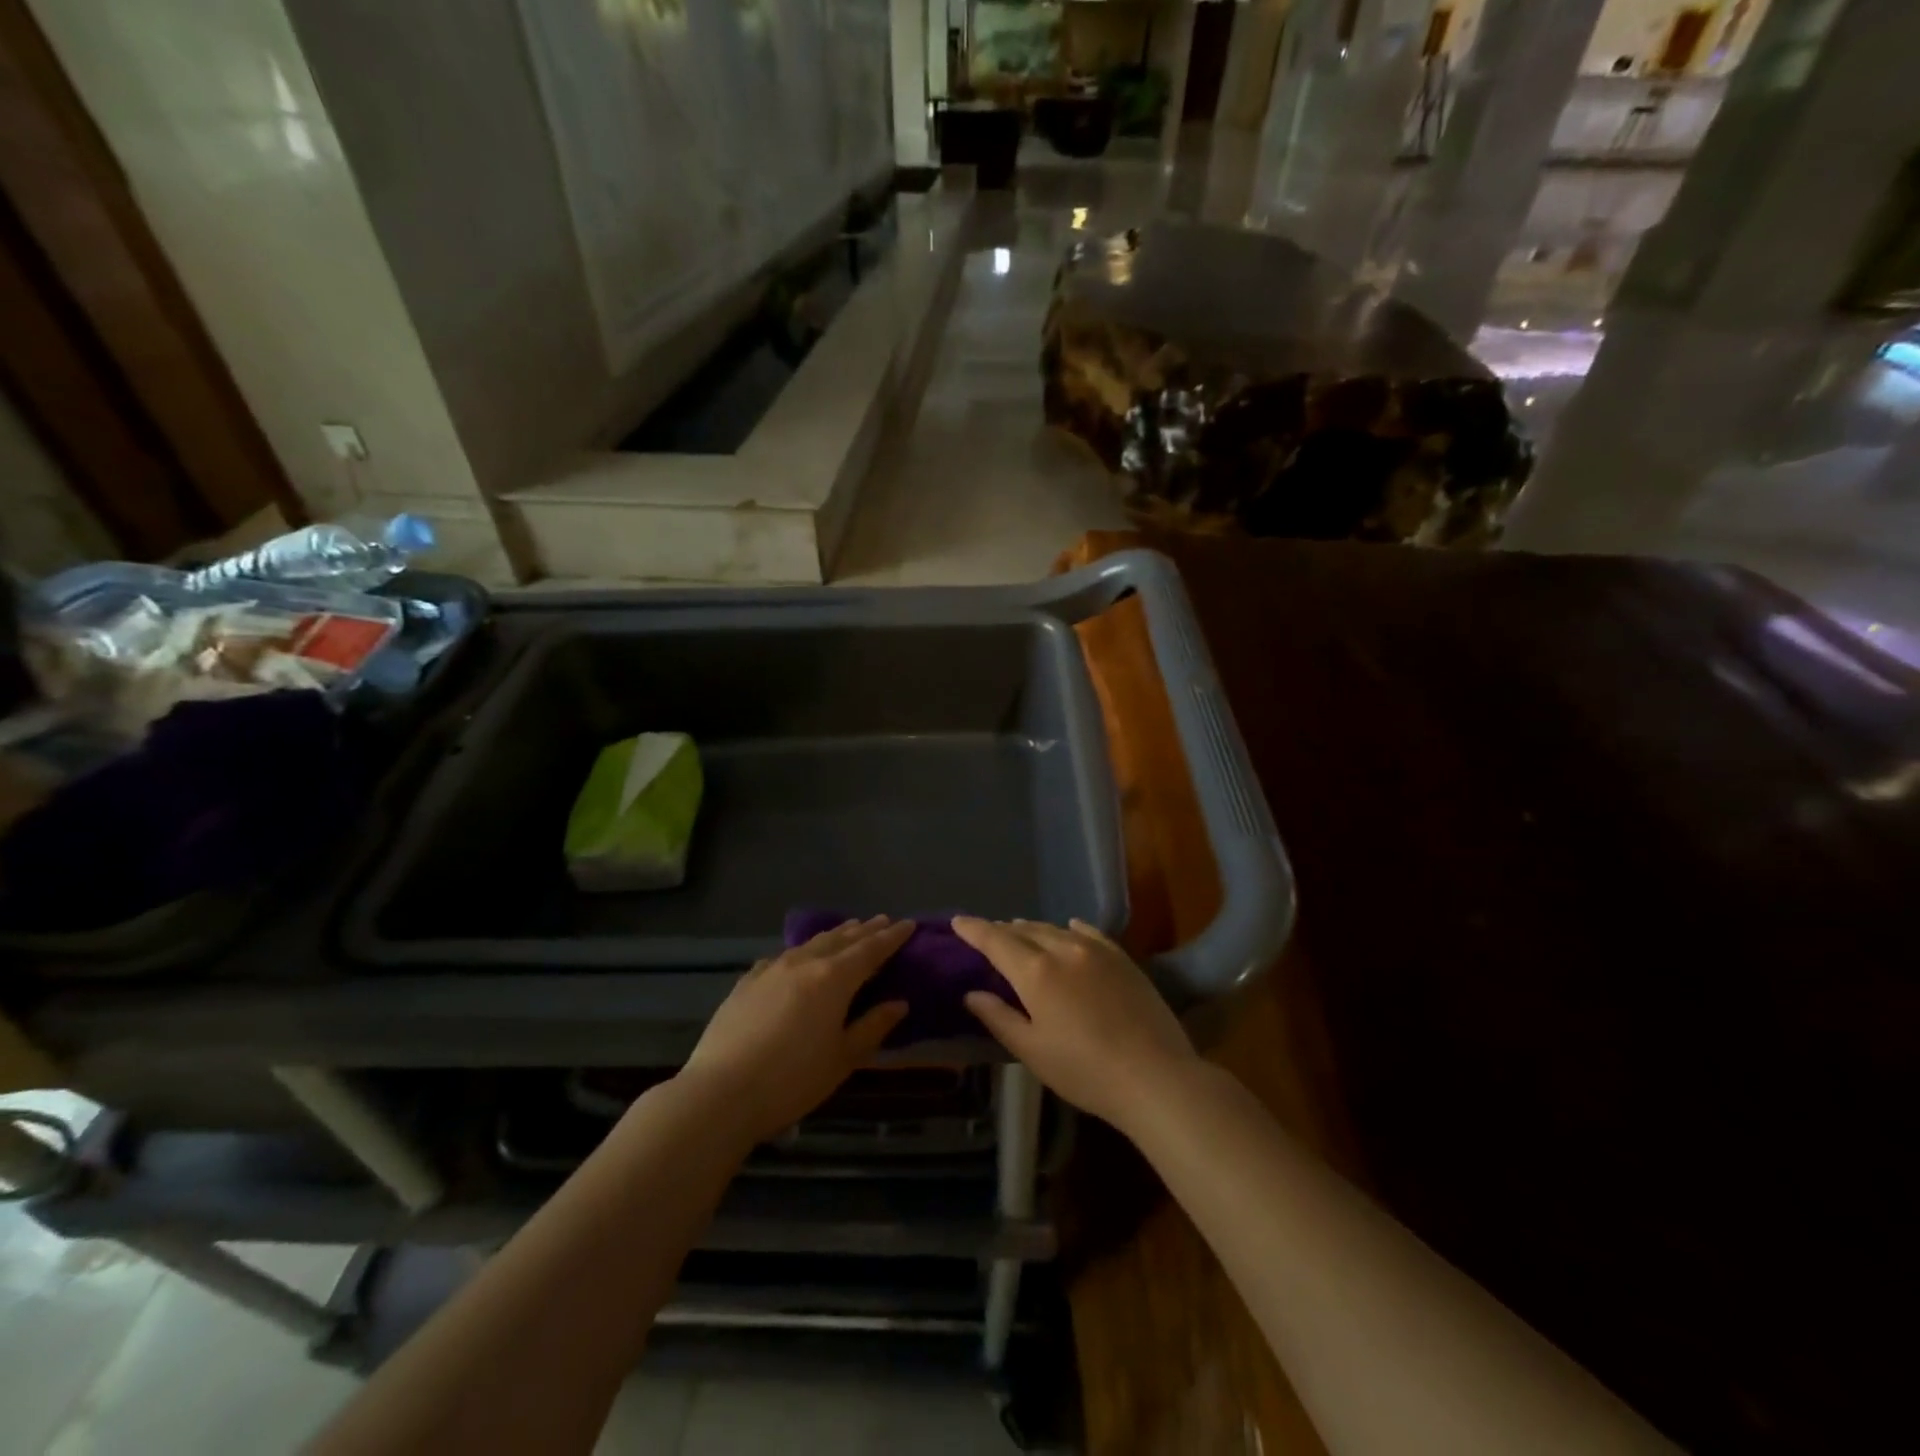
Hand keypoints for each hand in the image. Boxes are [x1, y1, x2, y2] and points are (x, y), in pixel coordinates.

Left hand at [678, 916, 911, 1142]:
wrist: (720, 1092)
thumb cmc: (792, 1080)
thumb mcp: (843, 1059)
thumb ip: (873, 1026)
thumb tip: (899, 1003)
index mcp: (834, 978)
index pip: (871, 949)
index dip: (891, 937)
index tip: (908, 924)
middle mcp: (804, 963)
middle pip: (841, 939)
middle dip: (865, 930)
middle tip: (883, 920)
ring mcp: (771, 969)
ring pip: (810, 943)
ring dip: (834, 935)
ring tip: (848, 930)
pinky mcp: (746, 982)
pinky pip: (781, 958)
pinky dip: (800, 952)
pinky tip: (797, 958)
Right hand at [953, 916, 1199, 1131]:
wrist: (1155, 1075)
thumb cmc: (1084, 1070)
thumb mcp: (1032, 1051)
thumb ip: (999, 1018)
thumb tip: (972, 994)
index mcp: (1035, 972)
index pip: (996, 941)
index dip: (974, 929)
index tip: (957, 921)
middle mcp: (1063, 949)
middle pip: (1025, 931)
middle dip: (1003, 931)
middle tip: (988, 934)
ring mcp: (1097, 951)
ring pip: (1055, 929)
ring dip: (1033, 929)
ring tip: (1021, 932)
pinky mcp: (1122, 959)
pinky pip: (1089, 933)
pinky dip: (1071, 929)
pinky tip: (1070, 927)